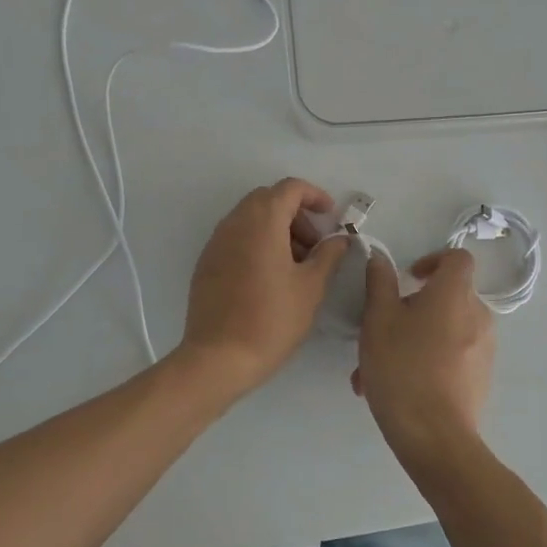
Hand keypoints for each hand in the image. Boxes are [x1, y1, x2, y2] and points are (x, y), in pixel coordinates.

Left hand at [178, 178, 347, 395]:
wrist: (218, 358)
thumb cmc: (272, 319)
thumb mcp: (311, 287)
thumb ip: (329, 255)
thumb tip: (339, 239)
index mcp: (262, 221)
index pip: (290, 188)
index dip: (314, 196)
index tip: (330, 217)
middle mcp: (235, 223)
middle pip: (268, 199)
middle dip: (295, 214)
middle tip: (315, 245)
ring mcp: (216, 242)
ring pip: (250, 218)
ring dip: (276, 229)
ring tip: (296, 265)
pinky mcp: (206, 262)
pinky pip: (236, 238)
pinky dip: (257, 243)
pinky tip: (270, 277)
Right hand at [352, 248, 493, 474]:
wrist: (435, 436)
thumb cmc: (402, 368)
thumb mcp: (378, 320)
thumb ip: (379, 283)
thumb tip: (381, 259)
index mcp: (455, 294)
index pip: (457, 258)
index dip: (433, 260)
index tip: (408, 279)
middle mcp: (477, 315)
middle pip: (447, 297)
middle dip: (411, 309)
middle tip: (378, 332)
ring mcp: (484, 348)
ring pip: (443, 331)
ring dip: (412, 341)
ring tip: (373, 371)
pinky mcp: (481, 377)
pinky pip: (451, 357)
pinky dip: (426, 362)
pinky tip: (394, 389)